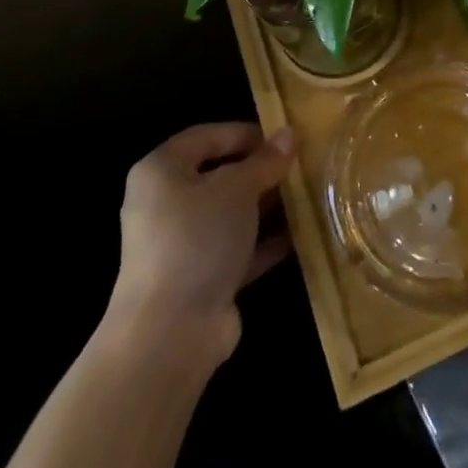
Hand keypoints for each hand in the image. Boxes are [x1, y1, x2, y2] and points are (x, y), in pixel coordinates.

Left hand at [104, 123, 295, 364]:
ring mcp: (180, 246)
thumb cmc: (198, 238)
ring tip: (306, 196)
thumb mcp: (238, 188)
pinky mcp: (198, 280)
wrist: (170, 334)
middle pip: (218, 176)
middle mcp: (164, 204)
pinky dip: (263, 242)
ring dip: (265, 207)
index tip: (282, 138)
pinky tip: (298, 235)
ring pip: (230, 215)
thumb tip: (287, 134)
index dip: (245, 133)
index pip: (205, 136)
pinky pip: (235, 250)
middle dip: (260, 172)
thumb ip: (265, 161)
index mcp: (161, 171)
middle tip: (298, 166)